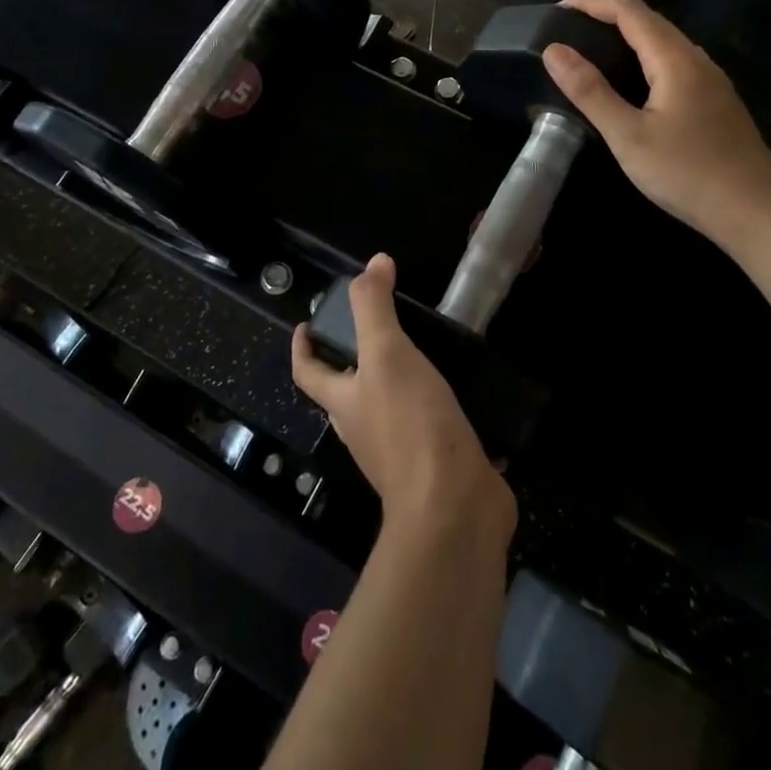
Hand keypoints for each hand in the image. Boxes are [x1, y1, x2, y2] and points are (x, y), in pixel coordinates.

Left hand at [292, 255, 514, 539]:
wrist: (453, 507)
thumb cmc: (410, 425)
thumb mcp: (387, 354)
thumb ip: (375, 307)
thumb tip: (375, 262)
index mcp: (346, 404)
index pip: (308, 373)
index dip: (302, 348)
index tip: (305, 324)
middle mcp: (366, 430)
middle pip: (348, 393)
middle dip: (354, 362)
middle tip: (378, 328)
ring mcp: (402, 453)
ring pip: (391, 411)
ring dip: (399, 384)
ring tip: (423, 352)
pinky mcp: (438, 465)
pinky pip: (433, 431)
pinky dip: (441, 410)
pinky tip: (467, 392)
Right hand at [541, 0, 770, 249]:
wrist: (756, 212)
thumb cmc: (687, 173)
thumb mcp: (628, 136)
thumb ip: (590, 91)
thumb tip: (554, 50)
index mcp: (675, 60)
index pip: (630, 12)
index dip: (593, 3)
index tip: (558, 10)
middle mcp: (697, 60)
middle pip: (650, 21)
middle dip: (608, 16)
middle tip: (570, 29)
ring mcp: (711, 81)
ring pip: (665, 42)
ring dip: (628, 36)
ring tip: (593, 51)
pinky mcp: (715, 102)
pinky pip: (674, 63)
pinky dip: (644, 58)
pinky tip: (631, 84)